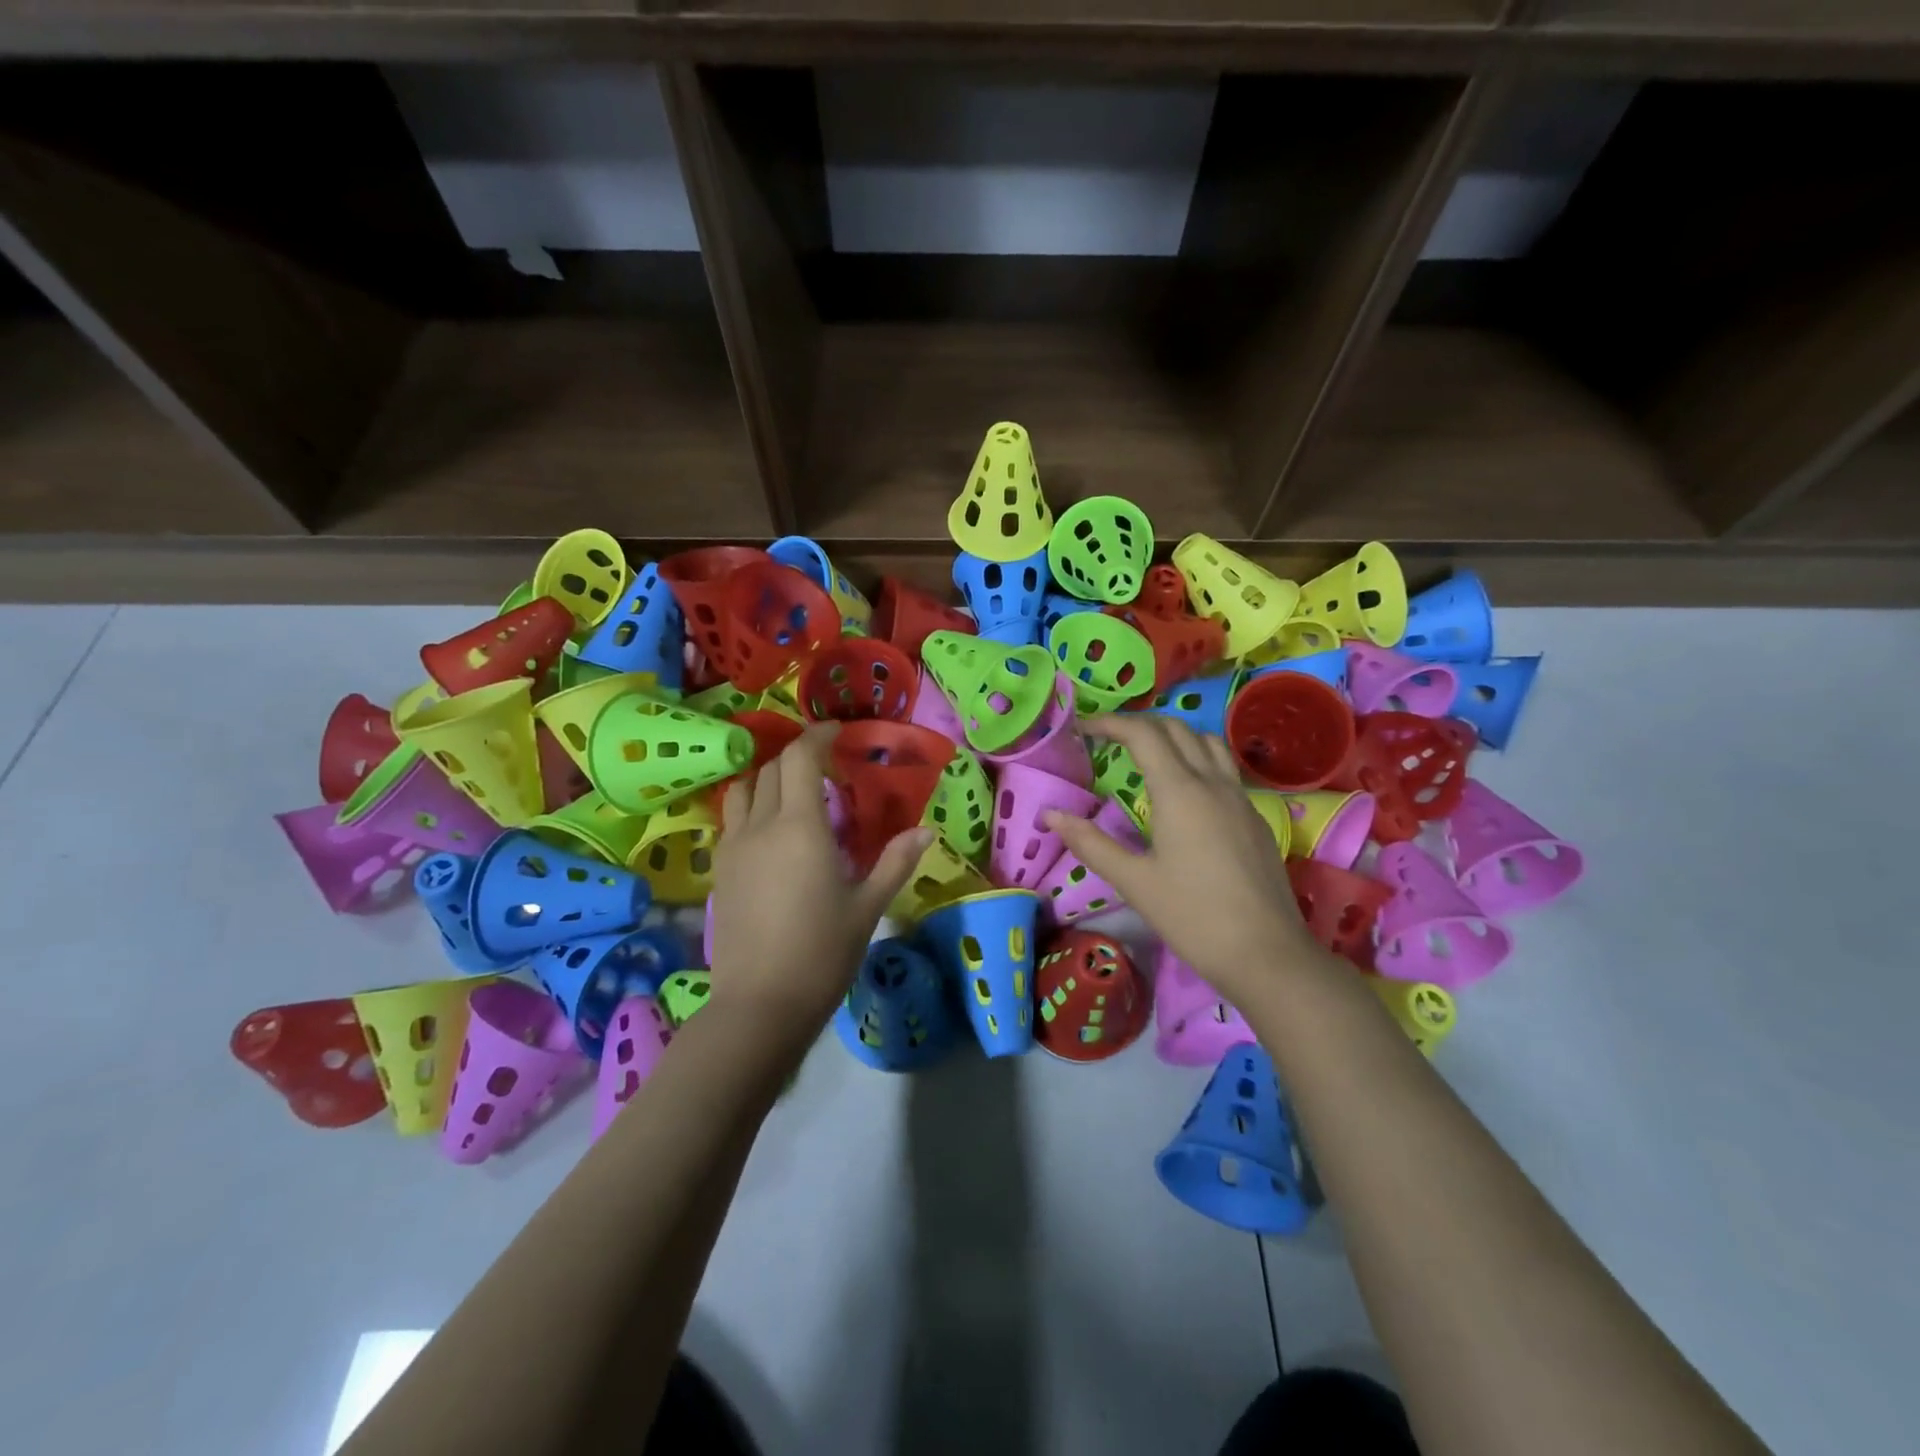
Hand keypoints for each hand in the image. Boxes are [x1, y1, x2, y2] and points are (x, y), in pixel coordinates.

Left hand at [709, 724, 931, 1032]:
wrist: (760, 1004)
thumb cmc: (822, 953)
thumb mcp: (868, 907)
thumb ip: (895, 862)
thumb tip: (926, 831)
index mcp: (801, 827)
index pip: (801, 757)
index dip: (818, 735)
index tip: (837, 731)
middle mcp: (762, 825)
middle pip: (772, 767)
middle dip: (798, 754)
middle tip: (825, 764)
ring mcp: (734, 846)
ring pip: (744, 789)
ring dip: (768, 777)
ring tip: (793, 791)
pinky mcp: (720, 869)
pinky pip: (732, 819)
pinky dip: (751, 806)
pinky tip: (770, 830)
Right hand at [1044, 715, 1321, 1004]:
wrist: (1267, 953)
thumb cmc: (1193, 916)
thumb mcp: (1134, 881)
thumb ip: (1090, 843)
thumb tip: (1050, 814)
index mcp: (1180, 792)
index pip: (1143, 734)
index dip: (1110, 723)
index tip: (1083, 728)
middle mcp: (1213, 783)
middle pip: (1176, 729)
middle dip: (1140, 725)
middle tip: (1109, 740)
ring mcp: (1240, 799)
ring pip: (1208, 743)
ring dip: (1175, 737)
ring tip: (1149, 756)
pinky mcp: (1256, 818)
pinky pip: (1225, 770)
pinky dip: (1198, 760)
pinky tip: (1186, 794)